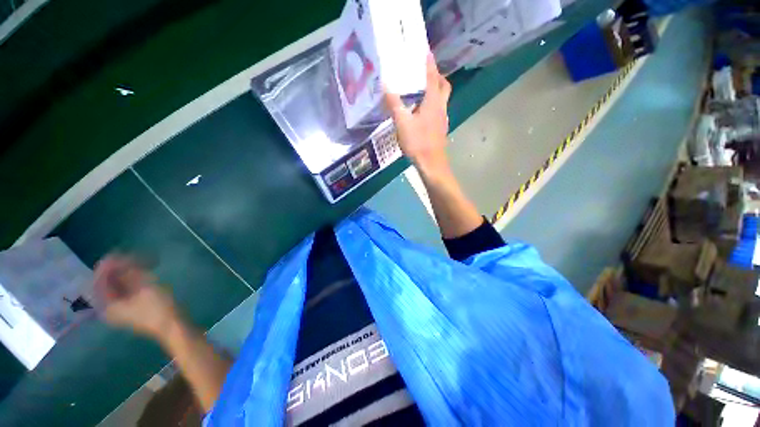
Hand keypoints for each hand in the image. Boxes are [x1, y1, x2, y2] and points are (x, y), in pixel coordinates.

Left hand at [94, 254, 178, 340]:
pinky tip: (139, 274)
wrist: (172, 326)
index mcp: (107, 306)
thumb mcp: (144, 288)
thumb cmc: (157, 308)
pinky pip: (124, 291)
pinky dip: (129, 281)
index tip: (116, 253)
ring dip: (124, 274)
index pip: (99, 282)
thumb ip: (128, 273)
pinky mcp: (130, 309)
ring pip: (116, 287)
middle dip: (115, 269)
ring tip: (136, 263)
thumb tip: (116, 257)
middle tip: (127, 257)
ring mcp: (120, 310)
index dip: (106, 267)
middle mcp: (109, 308)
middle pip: (106, 284)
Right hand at [384, 53, 451, 173]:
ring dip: (435, 90)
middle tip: (424, 72)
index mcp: (432, 101)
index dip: (429, 62)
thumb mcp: (402, 123)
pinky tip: (422, 112)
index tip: (425, 50)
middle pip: (443, 85)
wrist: (431, 163)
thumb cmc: (418, 142)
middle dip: (436, 75)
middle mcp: (441, 107)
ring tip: (421, 90)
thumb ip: (394, 104)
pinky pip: (439, 110)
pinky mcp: (440, 129)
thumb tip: (385, 85)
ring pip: (442, 98)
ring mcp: (442, 119)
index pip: (432, 76)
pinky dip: (432, 104)